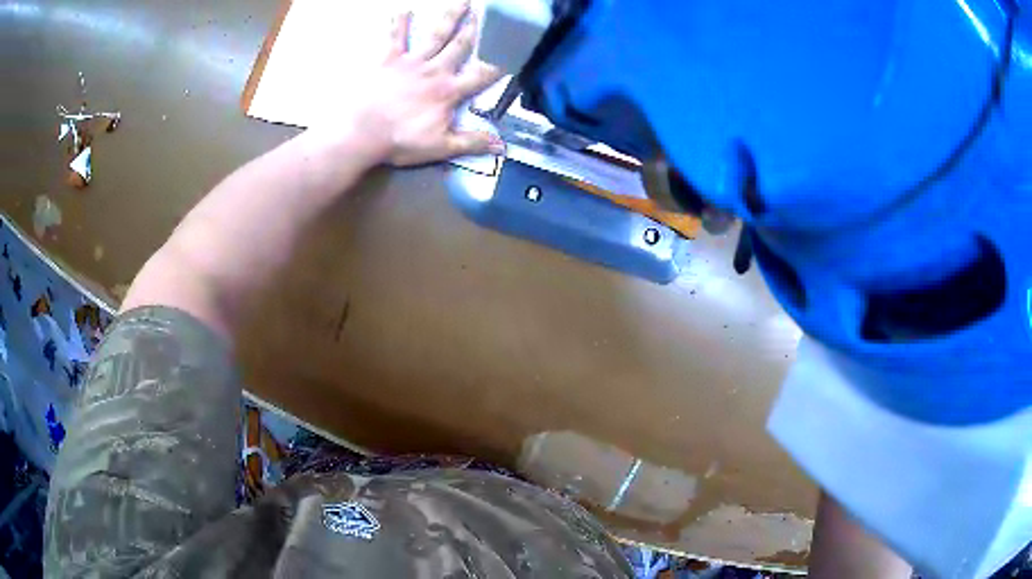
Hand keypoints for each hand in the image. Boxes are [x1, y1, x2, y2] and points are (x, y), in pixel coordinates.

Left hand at [355, 2, 504, 166]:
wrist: (361, 133)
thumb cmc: (400, 140)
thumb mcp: (440, 147)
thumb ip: (472, 142)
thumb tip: (502, 146)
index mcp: (449, 91)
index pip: (481, 74)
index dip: (499, 63)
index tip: (512, 50)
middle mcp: (435, 70)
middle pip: (460, 45)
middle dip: (475, 28)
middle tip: (486, 11)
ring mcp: (411, 62)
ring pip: (435, 34)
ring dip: (449, 17)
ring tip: (461, 1)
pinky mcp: (388, 59)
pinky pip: (395, 37)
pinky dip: (398, 23)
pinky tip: (402, 10)